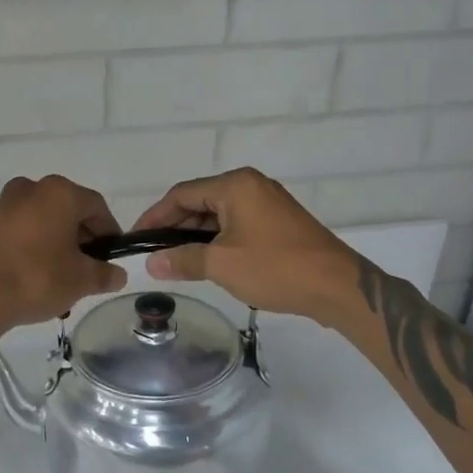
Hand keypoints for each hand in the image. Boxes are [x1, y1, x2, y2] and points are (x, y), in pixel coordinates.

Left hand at [0, 176, 127, 331]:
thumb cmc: (36, 278)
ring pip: (37, 222)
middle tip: (84, 268)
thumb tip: (117, 274)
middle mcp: (28, 190)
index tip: (111, 255)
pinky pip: (13, 234)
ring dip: (51, 244)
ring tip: (55, 278)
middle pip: (64, 210)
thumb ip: (104, 275)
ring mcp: (0, 207)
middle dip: (78, 238)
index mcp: (59, 194)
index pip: (96, 206)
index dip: (109, 231)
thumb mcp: (81, 281)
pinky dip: (25, 248)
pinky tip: (26, 277)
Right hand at [131, 167, 360, 323]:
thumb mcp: (222, 264)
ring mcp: (267, 202)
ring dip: (195, 236)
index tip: (135, 239)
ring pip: (218, 214)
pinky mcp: (278, 222)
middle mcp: (251, 185)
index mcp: (235, 185)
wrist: (337, 286)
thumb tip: (151, 263)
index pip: (182, 194)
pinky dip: (217, 239)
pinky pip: (237, 224)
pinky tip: (207, 260)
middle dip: (174, 227)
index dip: (155, 216)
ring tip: (175, 261)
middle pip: (200, 201)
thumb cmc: (275, 268)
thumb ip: (183, 259)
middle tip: (153, 253)